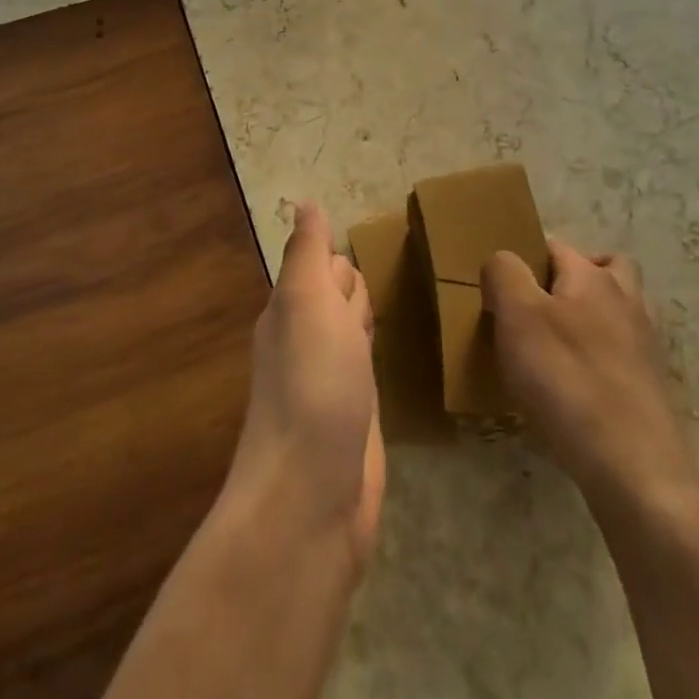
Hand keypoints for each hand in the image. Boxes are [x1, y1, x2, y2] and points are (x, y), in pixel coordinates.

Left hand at [224, 202, 385, 566]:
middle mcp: (307, 340)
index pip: (322, 265)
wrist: (313, 495)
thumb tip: (304, 203)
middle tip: (403, 267)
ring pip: (354, 332)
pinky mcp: (356, 418)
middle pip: (338, 296)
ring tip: (407, 297)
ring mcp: (332, 382)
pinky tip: (399, 354)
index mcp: (291, 309)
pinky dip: (380, 355)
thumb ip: (307, 254)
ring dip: (371, 316)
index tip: (377, 236)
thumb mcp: (307, 301)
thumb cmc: (312, 383)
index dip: (343, 257)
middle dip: (358, 284)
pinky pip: (369, 370)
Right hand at [482, 239, 698, 504]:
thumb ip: (503, 274)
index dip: (526, 258)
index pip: (556, 247)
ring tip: (554, 344)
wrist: (635, 469)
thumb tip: (502, 261)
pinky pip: (621, 354)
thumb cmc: (567, 380)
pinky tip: (575, 385)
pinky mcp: (650, 388)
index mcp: (593, 278)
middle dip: (572, 277)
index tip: (501, 287)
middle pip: (604, 269)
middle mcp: (626, 301)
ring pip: (617, 311)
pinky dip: (600, 357)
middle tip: (538, 305)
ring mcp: (644, 346)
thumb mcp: (517, 316)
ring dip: (590, 316)